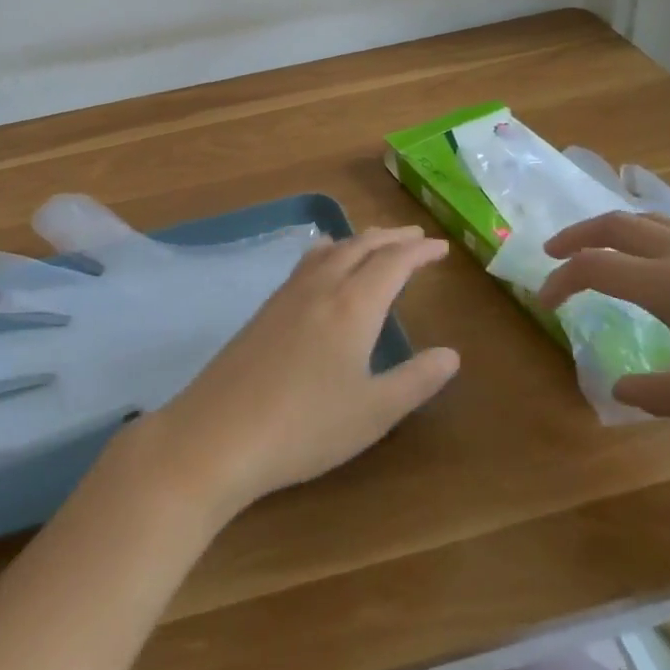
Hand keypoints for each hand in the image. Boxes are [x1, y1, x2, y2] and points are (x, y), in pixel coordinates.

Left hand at [144, 227, 460, 517]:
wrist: (218, 433)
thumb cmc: (305, 427)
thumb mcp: (373, 413)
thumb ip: (415, 381)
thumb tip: (451, 354)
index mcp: (352, 306)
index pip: (393, 263)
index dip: (419, 252)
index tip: (441, 247)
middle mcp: (320, 288)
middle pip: (360, 246)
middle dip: (391, 238)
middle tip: (416, 236)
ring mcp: (286, 296)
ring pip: (330, 250)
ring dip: (359, 241)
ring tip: (375, 242)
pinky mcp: (264, 310)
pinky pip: (306, 263)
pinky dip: (329, 252)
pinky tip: (323, 266)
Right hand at [539, 213, 669, 465]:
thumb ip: (656, 392)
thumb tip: (618, 387)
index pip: (596, 267)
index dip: (561, 279)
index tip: (543, 301)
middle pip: (619, 224)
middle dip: (578, 236)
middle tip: (553, 256)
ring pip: (654, 220)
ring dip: (617, 230)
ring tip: (601, 252)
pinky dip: (654, 236)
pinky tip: (664, 266)